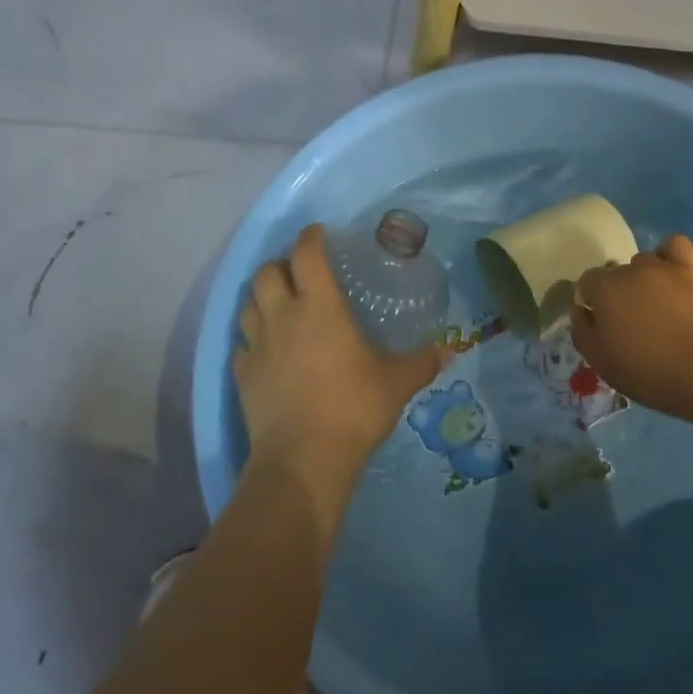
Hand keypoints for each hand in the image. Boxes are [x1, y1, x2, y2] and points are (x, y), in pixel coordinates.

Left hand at [232, 224, 440, 485]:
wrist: (303, 459)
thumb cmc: (353, 408)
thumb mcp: (397, 383)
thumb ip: (422, 362)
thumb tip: (450, 349)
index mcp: (319, 306)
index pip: (306, 254)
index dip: (311, 237)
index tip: (320, 234)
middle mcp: (283, 316)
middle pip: (266, 272)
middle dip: (280, 264)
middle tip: (299, 272)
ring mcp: (257, 346)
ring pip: (247, 304)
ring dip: (261, 296)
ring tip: (280, 304)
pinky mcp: (242, 375)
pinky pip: (241, 344)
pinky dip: (252, 338)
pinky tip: (266, 349)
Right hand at [571, 236, 692, 419]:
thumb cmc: (649, 371)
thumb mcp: (601, 362)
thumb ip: (582, 331)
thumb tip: (580, 309)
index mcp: (604, 289)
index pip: (587, 282)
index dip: (592, 303)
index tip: (603, 326)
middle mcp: (630, 270)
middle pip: (615, 272)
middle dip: (617, 292)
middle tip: (631, 323)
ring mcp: (663, 267)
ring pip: (643, 262)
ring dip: (642, 279)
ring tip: (656, 305)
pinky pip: (674, 246)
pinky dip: (668, 256)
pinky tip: (671, 275)